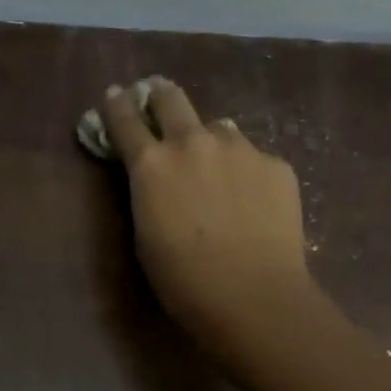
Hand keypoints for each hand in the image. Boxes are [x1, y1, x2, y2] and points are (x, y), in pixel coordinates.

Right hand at [98, 77, 315, 356]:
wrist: (252, 295)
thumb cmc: (182, 279)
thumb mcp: (145, 232)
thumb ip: (148, 192)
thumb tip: (160, 172)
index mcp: (151, 163)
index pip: (125, 120)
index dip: (117, 105)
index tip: (114, 95)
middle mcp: (193, 143)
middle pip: (171, 99)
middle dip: (160, 95)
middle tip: (158, 96)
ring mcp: (240, 149)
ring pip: (219, 128)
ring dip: (209, 140)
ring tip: (216, 167)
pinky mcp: (276, 165)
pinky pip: (253, 158)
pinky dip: (246, 171)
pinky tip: (252, 202)